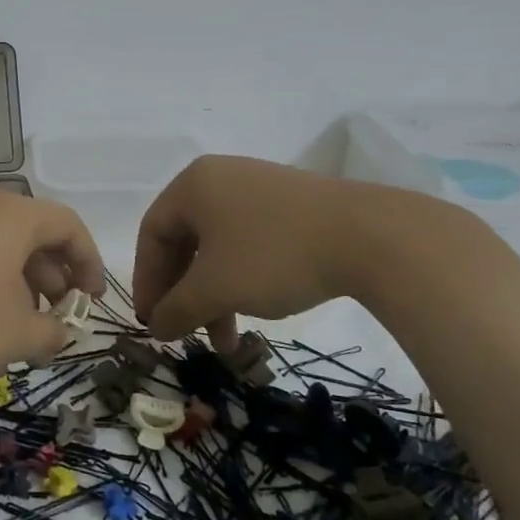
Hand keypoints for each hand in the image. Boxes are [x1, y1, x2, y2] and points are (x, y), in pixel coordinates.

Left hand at [0, 191, 105, 378]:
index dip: (89, 262)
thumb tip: (58, 333)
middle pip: (32, 234)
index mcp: (14, 217)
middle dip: (52, 277)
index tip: (92, 300)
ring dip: (18, 281)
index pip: (68, 226)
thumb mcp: (16, 335)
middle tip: (54, 317)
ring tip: (16, 324)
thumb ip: (51, 334)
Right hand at [133, 156, 417, 348]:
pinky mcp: (292, 205)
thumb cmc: (274, 255)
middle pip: (185, 242)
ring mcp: (259, 188)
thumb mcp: (215, 288)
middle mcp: (220, 178)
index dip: (147, 282)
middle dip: (184, 294)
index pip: (152, 234)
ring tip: (227, 341)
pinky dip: (242, 279)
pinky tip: (255, 310)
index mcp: (192, 185)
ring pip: (219, 248)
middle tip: (185, 332)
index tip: (153, 322)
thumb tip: (156, 328)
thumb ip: (176, 309)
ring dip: (215, 295)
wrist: (371, 237)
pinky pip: (249, 242)